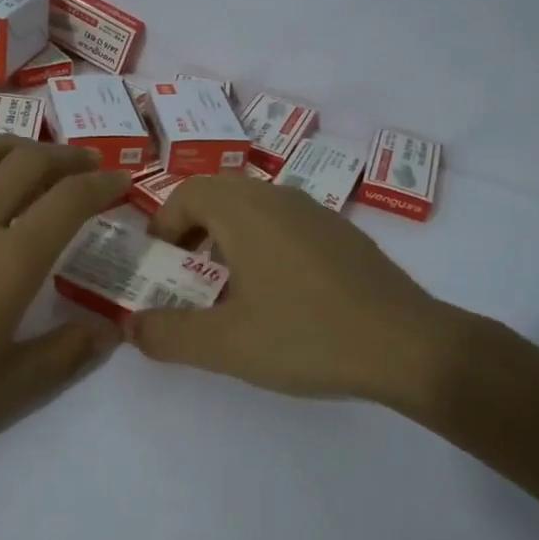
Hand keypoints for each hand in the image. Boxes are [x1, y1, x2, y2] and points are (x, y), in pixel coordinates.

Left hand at [0, 135, 129, 492]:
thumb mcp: (9, 391)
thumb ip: (67, 353)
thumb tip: (110, 329)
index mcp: (9, 262)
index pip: (69, 200)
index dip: (103, 185)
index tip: (121, 184)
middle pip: (29, 161)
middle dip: (68, 157)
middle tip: (86, 167)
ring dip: (18, 148)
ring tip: (32, 162)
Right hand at [125, 173, 466, 405]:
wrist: (409, 346)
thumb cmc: (307, 335)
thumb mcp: (225, 344)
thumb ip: (168, 335)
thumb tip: (129, 326)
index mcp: (245, 211)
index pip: (188, 192)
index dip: (164, 224)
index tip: (161, 264)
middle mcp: (279, 198)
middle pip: (220, 194)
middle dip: (193, 229)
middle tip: (187, 274)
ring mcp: (317, 213)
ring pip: (255, 207)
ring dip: (229, 236)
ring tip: (230, 288)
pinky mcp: (343, 234)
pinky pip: (287, 223)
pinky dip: (264, 244)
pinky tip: (280, 295)